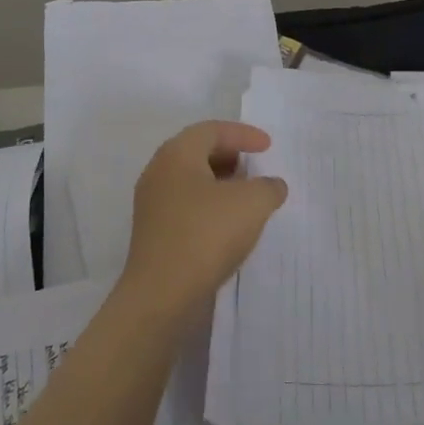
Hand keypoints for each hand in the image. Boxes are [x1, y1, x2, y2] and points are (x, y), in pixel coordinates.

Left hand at [118, 121, 287, 327]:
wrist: (161, 295)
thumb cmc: (206, 235)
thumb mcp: (252, 204)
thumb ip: (268, 187)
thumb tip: (271, 186)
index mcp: (177, 154)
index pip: (212, 130)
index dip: (243, 134)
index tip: (268, 147)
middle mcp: (159, 172)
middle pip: (197, 152)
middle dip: (230, 156)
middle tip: (256, 168)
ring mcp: (152, 204)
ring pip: (191, 181)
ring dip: (221, 184)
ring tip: (248, 198)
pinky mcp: (154, 233)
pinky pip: (186, 206)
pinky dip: (210, 206)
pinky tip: (229, 226)